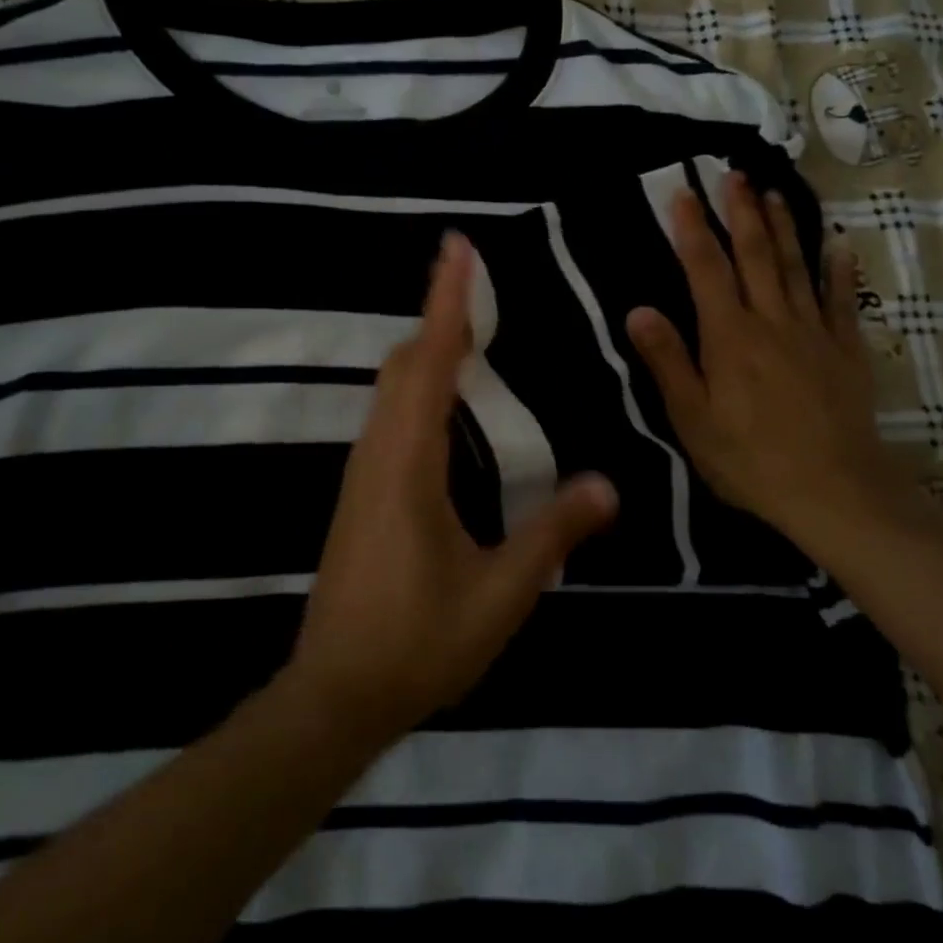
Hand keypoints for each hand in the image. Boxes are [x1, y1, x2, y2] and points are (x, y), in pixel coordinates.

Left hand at [287, 232, 617, 749]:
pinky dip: (419, 386)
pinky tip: (446, 406)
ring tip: (469, 330)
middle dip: (440, 315)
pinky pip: (389, 416)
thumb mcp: (500, 594)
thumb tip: (608, 485)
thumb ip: (552, 534)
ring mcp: (362, 473)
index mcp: (409, 464)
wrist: (334, 695)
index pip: (431, 362)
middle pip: (405, 363)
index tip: (458, 248)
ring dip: (428, 350)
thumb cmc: (418, 643)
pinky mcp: (360, 493)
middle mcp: (378, 454)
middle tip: (477, 282)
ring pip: (392, 389)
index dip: (448, 301)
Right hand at [625, 174, 911, 549]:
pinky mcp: (845, 350)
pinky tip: (838, 244)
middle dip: (741, 212)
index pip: (706, 269)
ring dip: (783, 227)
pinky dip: (839, 270)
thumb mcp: (693, 419)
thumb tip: (638, 309)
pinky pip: (842, 300)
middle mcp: (771, 321)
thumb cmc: (751, 459)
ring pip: (795, 267)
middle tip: (733, 174)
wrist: (835, 492)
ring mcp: (814, 332)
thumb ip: (668, 361)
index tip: (682, 193)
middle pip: (754, 255)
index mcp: (729, 336)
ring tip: (773, 192)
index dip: (692, 229)